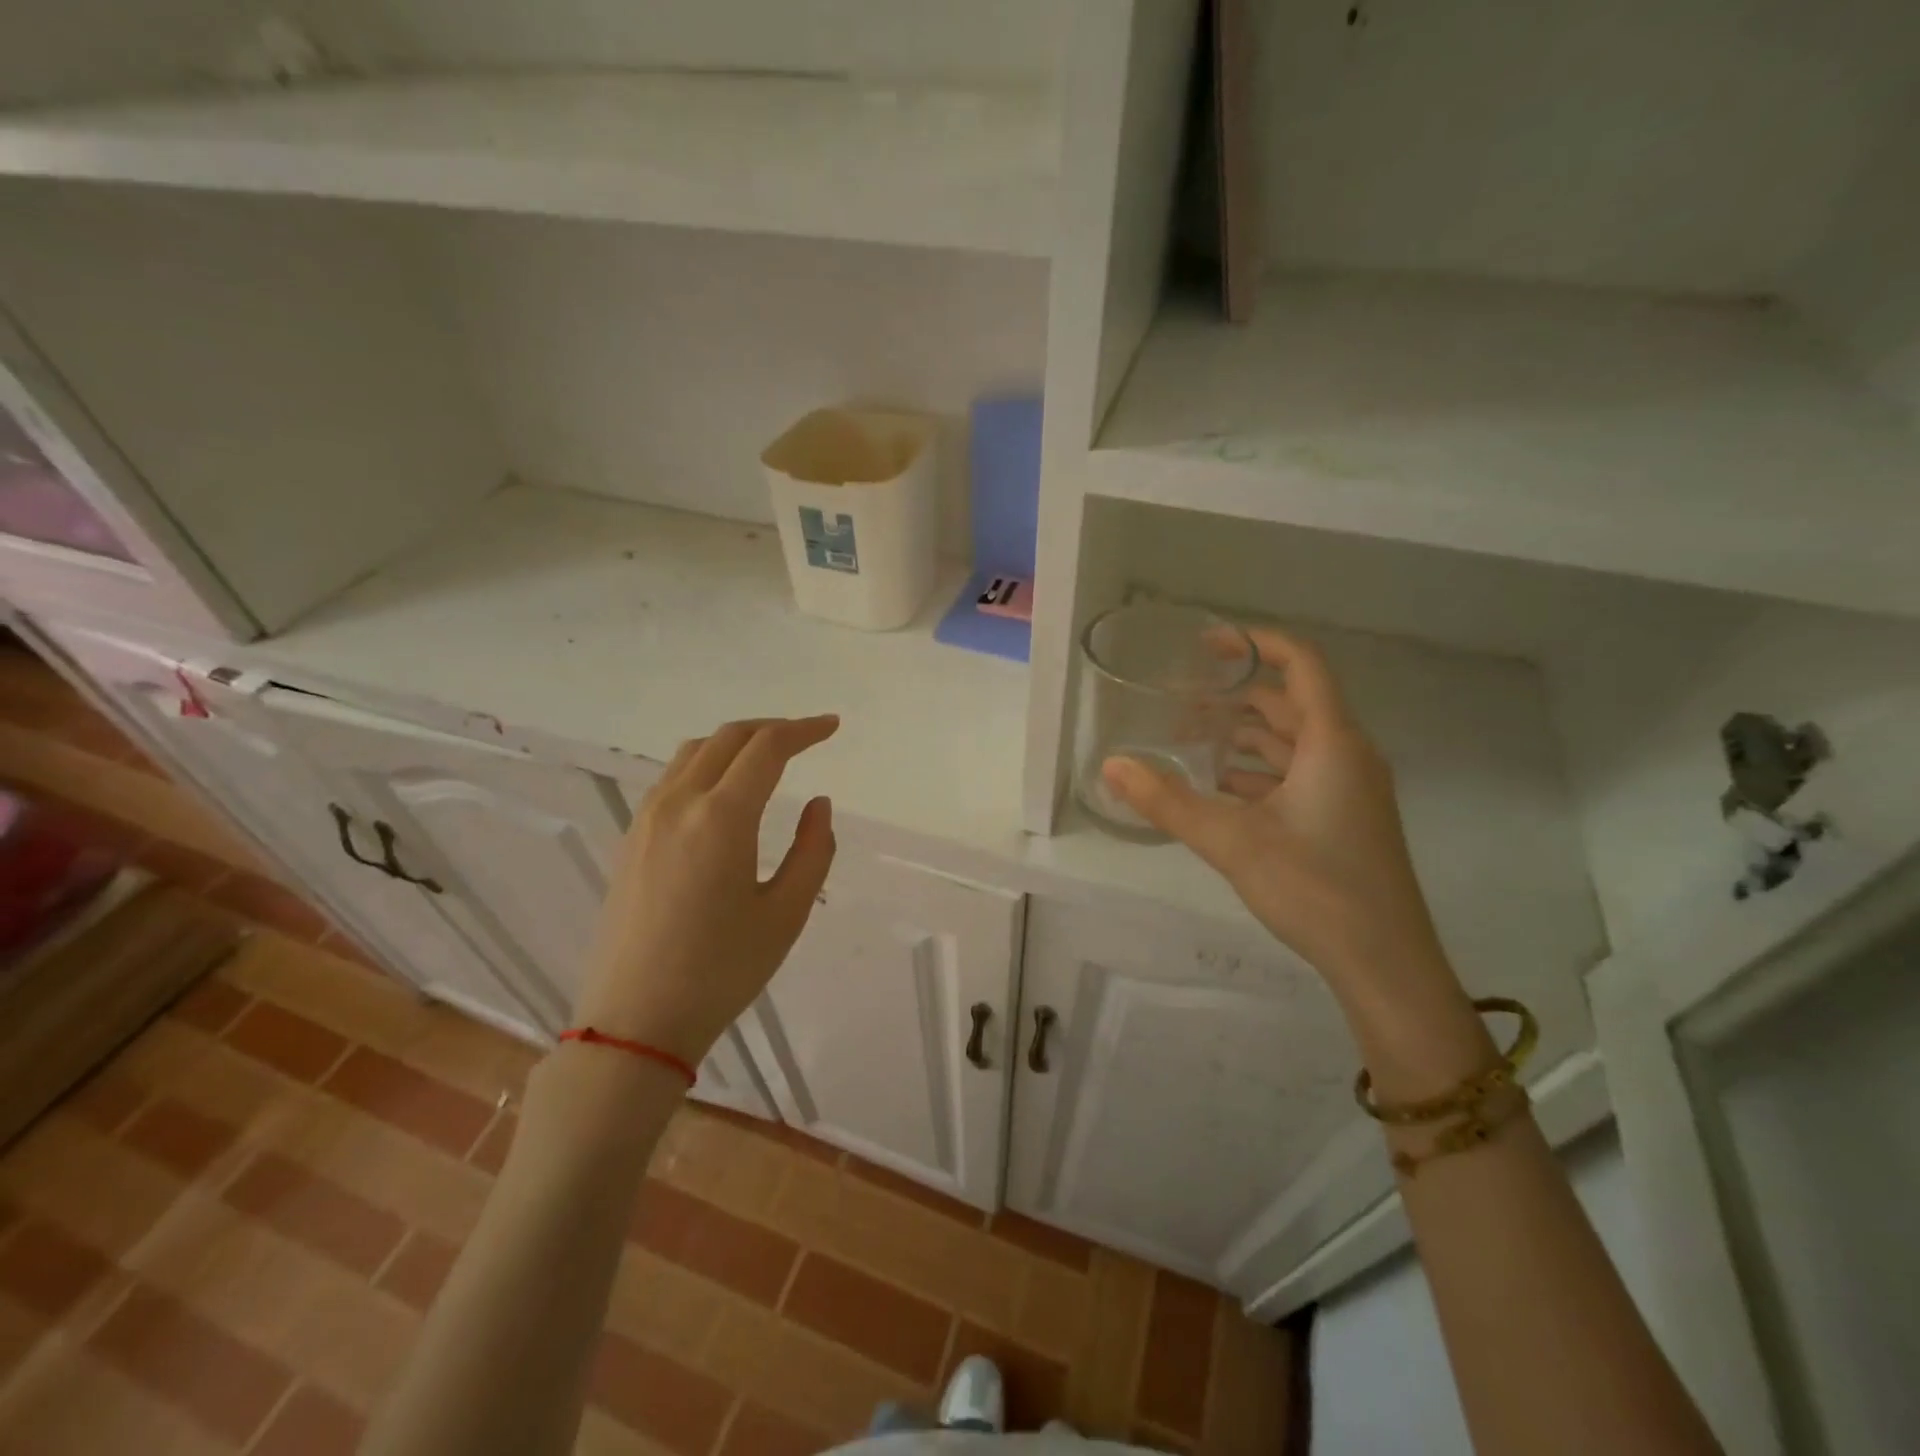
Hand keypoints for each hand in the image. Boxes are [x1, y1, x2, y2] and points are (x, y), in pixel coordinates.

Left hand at [574, 715, 839, 1064]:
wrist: (634, 1022)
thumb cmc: (720, 971)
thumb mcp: (785, 914)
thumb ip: (812, 851)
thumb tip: (817, 803)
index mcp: (721, 818)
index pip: (767, 748)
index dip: (804, 730)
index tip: (832, 727)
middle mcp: (678, 803)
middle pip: (728, 737)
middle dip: (772, 728)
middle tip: (806, 738)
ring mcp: (646, 819)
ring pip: (694, 752)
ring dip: (736, 742)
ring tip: (768, 758)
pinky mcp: (630, 838)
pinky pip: (672, 777)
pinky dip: (707, 763)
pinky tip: (724, 791)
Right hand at [1102, 628, 1448, 990]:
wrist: (1384, 962)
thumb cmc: (1315, 887)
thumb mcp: (1231, 840)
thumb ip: (1167, 801)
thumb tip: (1111, 765)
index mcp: (1332, 742)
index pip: (1302, 664)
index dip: (1256, 643)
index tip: (1207, 645)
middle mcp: (1346, 755)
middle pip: (1290, 703)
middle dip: (1235, 696)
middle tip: (1180, 701)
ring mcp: (1349, 788)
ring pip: (1292, 742)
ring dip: (1243, 736)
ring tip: (1189, 740)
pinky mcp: (1343, 818)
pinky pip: (1297, 775)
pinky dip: (1257, 772)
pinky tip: (1218, 789)